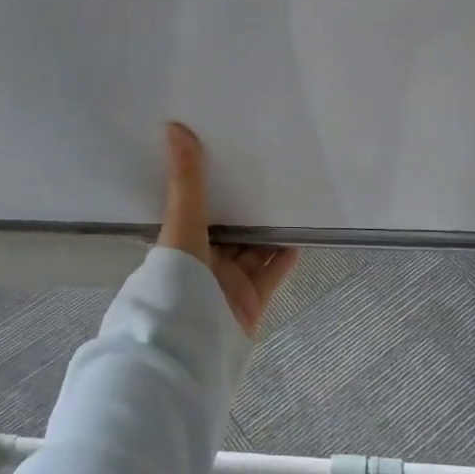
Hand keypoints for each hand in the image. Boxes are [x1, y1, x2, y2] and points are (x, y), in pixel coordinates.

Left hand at [157, 122, 299, 338]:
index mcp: (180, 245)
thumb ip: (185, 181)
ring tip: (289, 199)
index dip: (210, 188)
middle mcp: (203, 264)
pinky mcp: (249, 302)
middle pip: (228, 231)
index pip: (196, 211)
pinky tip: (300, 235)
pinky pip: (270, 274)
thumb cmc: (177, 280)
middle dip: (244, 208)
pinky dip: (284, 256)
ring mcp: (226, 285)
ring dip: (268, 230)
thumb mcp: (181, 224)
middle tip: (267, 175)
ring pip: (252, 250)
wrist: (189, 346)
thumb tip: (174, 127)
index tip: (228, 159)